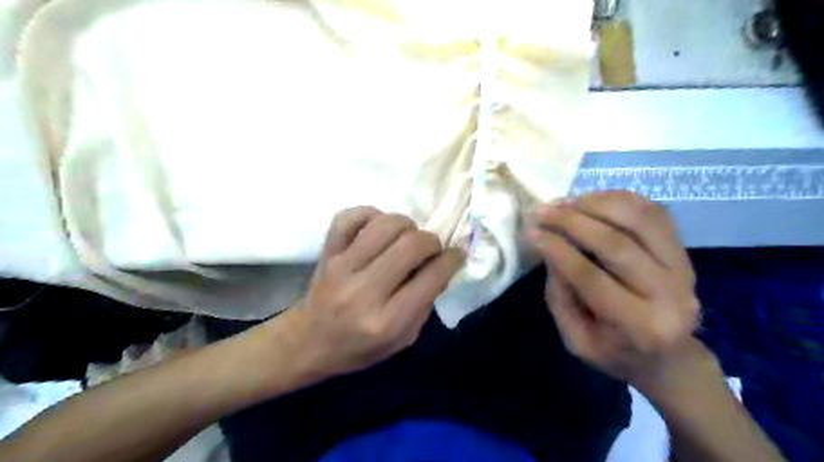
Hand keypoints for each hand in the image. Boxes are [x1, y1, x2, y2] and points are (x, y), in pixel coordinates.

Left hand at [273, 207, 459, 377]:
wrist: (307, 342)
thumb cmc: (359, 348)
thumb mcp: (403, 340)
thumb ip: (426, 303)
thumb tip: (441, 265)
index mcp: (387, 321)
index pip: (431, 277)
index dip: (452, 259)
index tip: (457, 254)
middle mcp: (364, 291)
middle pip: (411, 245)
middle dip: (432, 241)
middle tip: (432, 248)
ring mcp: (341, 268)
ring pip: (385, 225)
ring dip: (407, 225)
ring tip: (407, 238)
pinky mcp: (326, 252)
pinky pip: (349, 216)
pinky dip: (371, 214)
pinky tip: (378, 228)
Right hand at [528, 190, 699, 386]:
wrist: (669, 358)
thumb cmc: (615, 353)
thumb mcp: (576, 340)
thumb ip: (560, 296)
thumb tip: (549, 248)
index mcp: (639, 326)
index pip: (590, 277)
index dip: (557, 249)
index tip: (530, 232)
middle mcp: (670, 294)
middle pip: (616, 243)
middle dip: (572, 221)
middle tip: (542, 210)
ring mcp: (683, 268)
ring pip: (639, 219)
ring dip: (596, 204)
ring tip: (565, 203)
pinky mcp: (685, 251)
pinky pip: (654, 213)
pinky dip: (620, 199)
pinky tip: (592, 200)